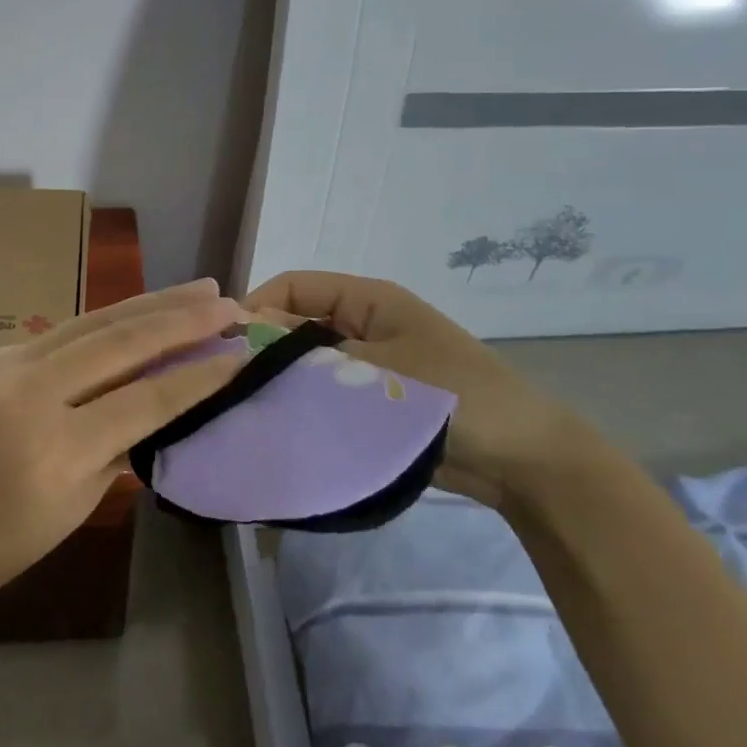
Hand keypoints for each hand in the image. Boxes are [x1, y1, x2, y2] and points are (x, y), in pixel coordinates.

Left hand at [0, 279, 244, 616]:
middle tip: (231, 302)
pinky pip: (59, 333)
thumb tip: (163, 404)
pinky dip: (106, 322)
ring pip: (91, 322)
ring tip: (198, 291)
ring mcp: (1, 364)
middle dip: (182, 320)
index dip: (201, 376)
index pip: (146, 399)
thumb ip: (119, 450)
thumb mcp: (70, 509)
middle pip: (121, 342)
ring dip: (149, 304)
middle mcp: (28, 393)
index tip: (244, 353)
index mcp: (54, 450)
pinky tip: (137, 314)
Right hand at [244, 271, 600, 506]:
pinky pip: (326, 393)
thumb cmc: (452, 396)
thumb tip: (245, 343)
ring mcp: (368, 363)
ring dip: (283, 380)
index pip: (294, 286)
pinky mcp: (373, 400)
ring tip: (247, 408)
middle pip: (297, 323)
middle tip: (227, 385)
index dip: (255, 306)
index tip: (223, 345)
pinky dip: (304, 405)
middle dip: (264, 348)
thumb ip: (306, 358)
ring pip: (308, 363)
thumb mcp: (375, 371)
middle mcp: (362, 323)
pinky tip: (279, 427)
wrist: (522, 460)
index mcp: (367, 299)